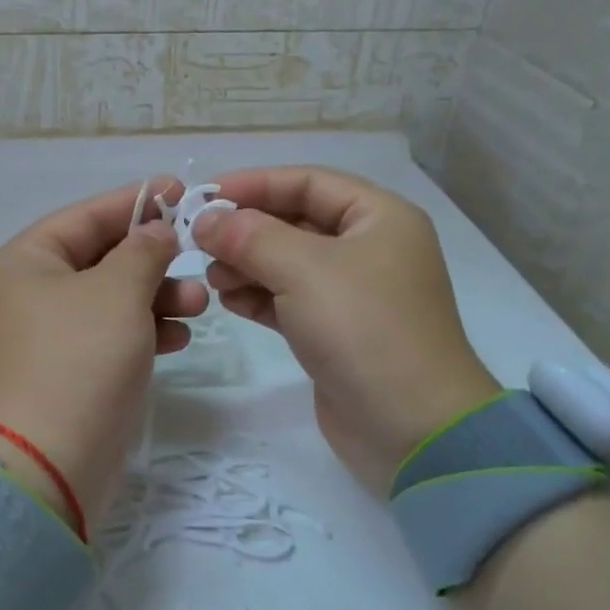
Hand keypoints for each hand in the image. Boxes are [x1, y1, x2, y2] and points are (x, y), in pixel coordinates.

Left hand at [0, 177, 206, 531]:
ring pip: (112, 300)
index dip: (135, 201)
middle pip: (100, 258)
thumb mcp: (117, 292)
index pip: (86, 216)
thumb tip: (156, 229)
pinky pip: (112, 337)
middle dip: (152, 258)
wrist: (48, 465)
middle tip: (197, 259)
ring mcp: (49, 337)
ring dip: (156, 297)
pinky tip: (179, 338)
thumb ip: (143, 250)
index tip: (182, 191)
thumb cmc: (79, 360)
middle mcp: (30, 294)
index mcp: (26, 262)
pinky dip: (145, 331)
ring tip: (199, 304)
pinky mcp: (69, 374)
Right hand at [197, 166, 500, 495]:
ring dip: (247, 264)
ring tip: (211, 277)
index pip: (309, 182)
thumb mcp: (304, 270)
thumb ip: (249, 237)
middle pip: (295, 221)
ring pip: (288, 263)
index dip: (255, 183)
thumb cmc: (363, 329)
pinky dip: (258, 296)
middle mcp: (368, 248)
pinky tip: (228, 300)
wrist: (410, 427)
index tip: (204, 197)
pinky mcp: (335, 332)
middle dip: (247, 230)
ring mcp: (352, 294)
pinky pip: (288, 300)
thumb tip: (206, 219)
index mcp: (378, 217)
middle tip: (199, 243)